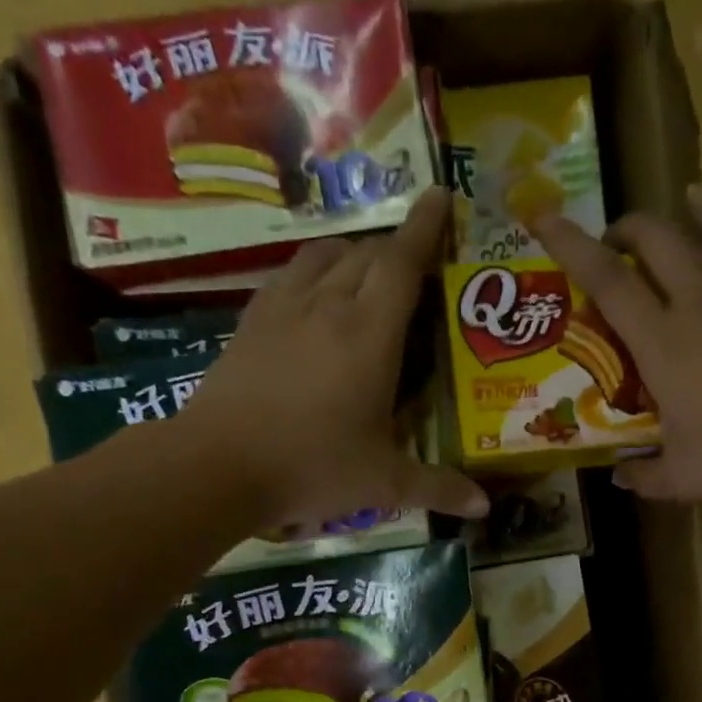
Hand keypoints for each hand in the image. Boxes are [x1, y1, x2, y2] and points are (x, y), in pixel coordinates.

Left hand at [183, 188, 487, 526]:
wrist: (217, 466)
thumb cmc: (312, 467)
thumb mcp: (383, 484)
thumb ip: (437, 488)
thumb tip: (484, 507)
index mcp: (369, 335)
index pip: (403, 263)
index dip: (426, 227)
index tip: (442, 194)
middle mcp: (328, 306)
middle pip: (367, 253)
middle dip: (397, 249)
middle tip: (418, 266)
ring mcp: (283, 308)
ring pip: (324, 254)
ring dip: (353, 254)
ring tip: (369, 276)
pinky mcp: (251, 321)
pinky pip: (290, 275)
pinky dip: (314, 271)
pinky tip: (316, 297)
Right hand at [532, 187, 701, 500]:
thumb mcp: (684, 477)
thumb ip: (644, 476)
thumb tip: (620, 475)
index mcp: (662, 342)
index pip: (606, 281)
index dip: (570, 246)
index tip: (542, 218)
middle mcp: (693, 299)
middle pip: (647, 236)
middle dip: (616, 233)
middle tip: (604, 258)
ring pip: (688, 229)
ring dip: (657, 227)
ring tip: (641, 241)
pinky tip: (700, 205)